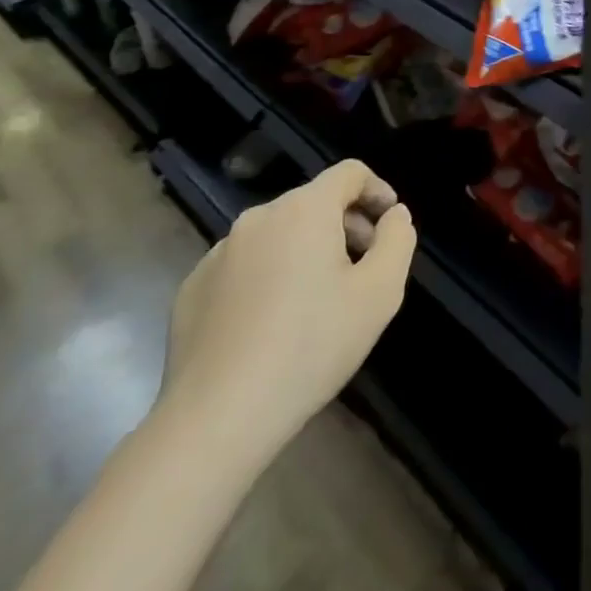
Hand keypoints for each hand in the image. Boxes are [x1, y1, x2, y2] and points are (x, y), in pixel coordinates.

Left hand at [159, 160, 415, 463]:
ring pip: (278, 234)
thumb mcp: (380, 293)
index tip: (390, 224)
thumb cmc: (312, 346)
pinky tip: (274, 324)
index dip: (377, 190)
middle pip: (313, 202)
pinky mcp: (192, 288)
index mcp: (304, 210)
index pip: (349, 173)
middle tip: (363, 268)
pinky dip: (269, 276)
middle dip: (346, 225)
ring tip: (320, 301)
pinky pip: (245, 265)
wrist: (217, 417)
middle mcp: (258, 218)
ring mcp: (218, 252)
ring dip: (307, 250)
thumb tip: (394, 215)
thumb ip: (398, 240)